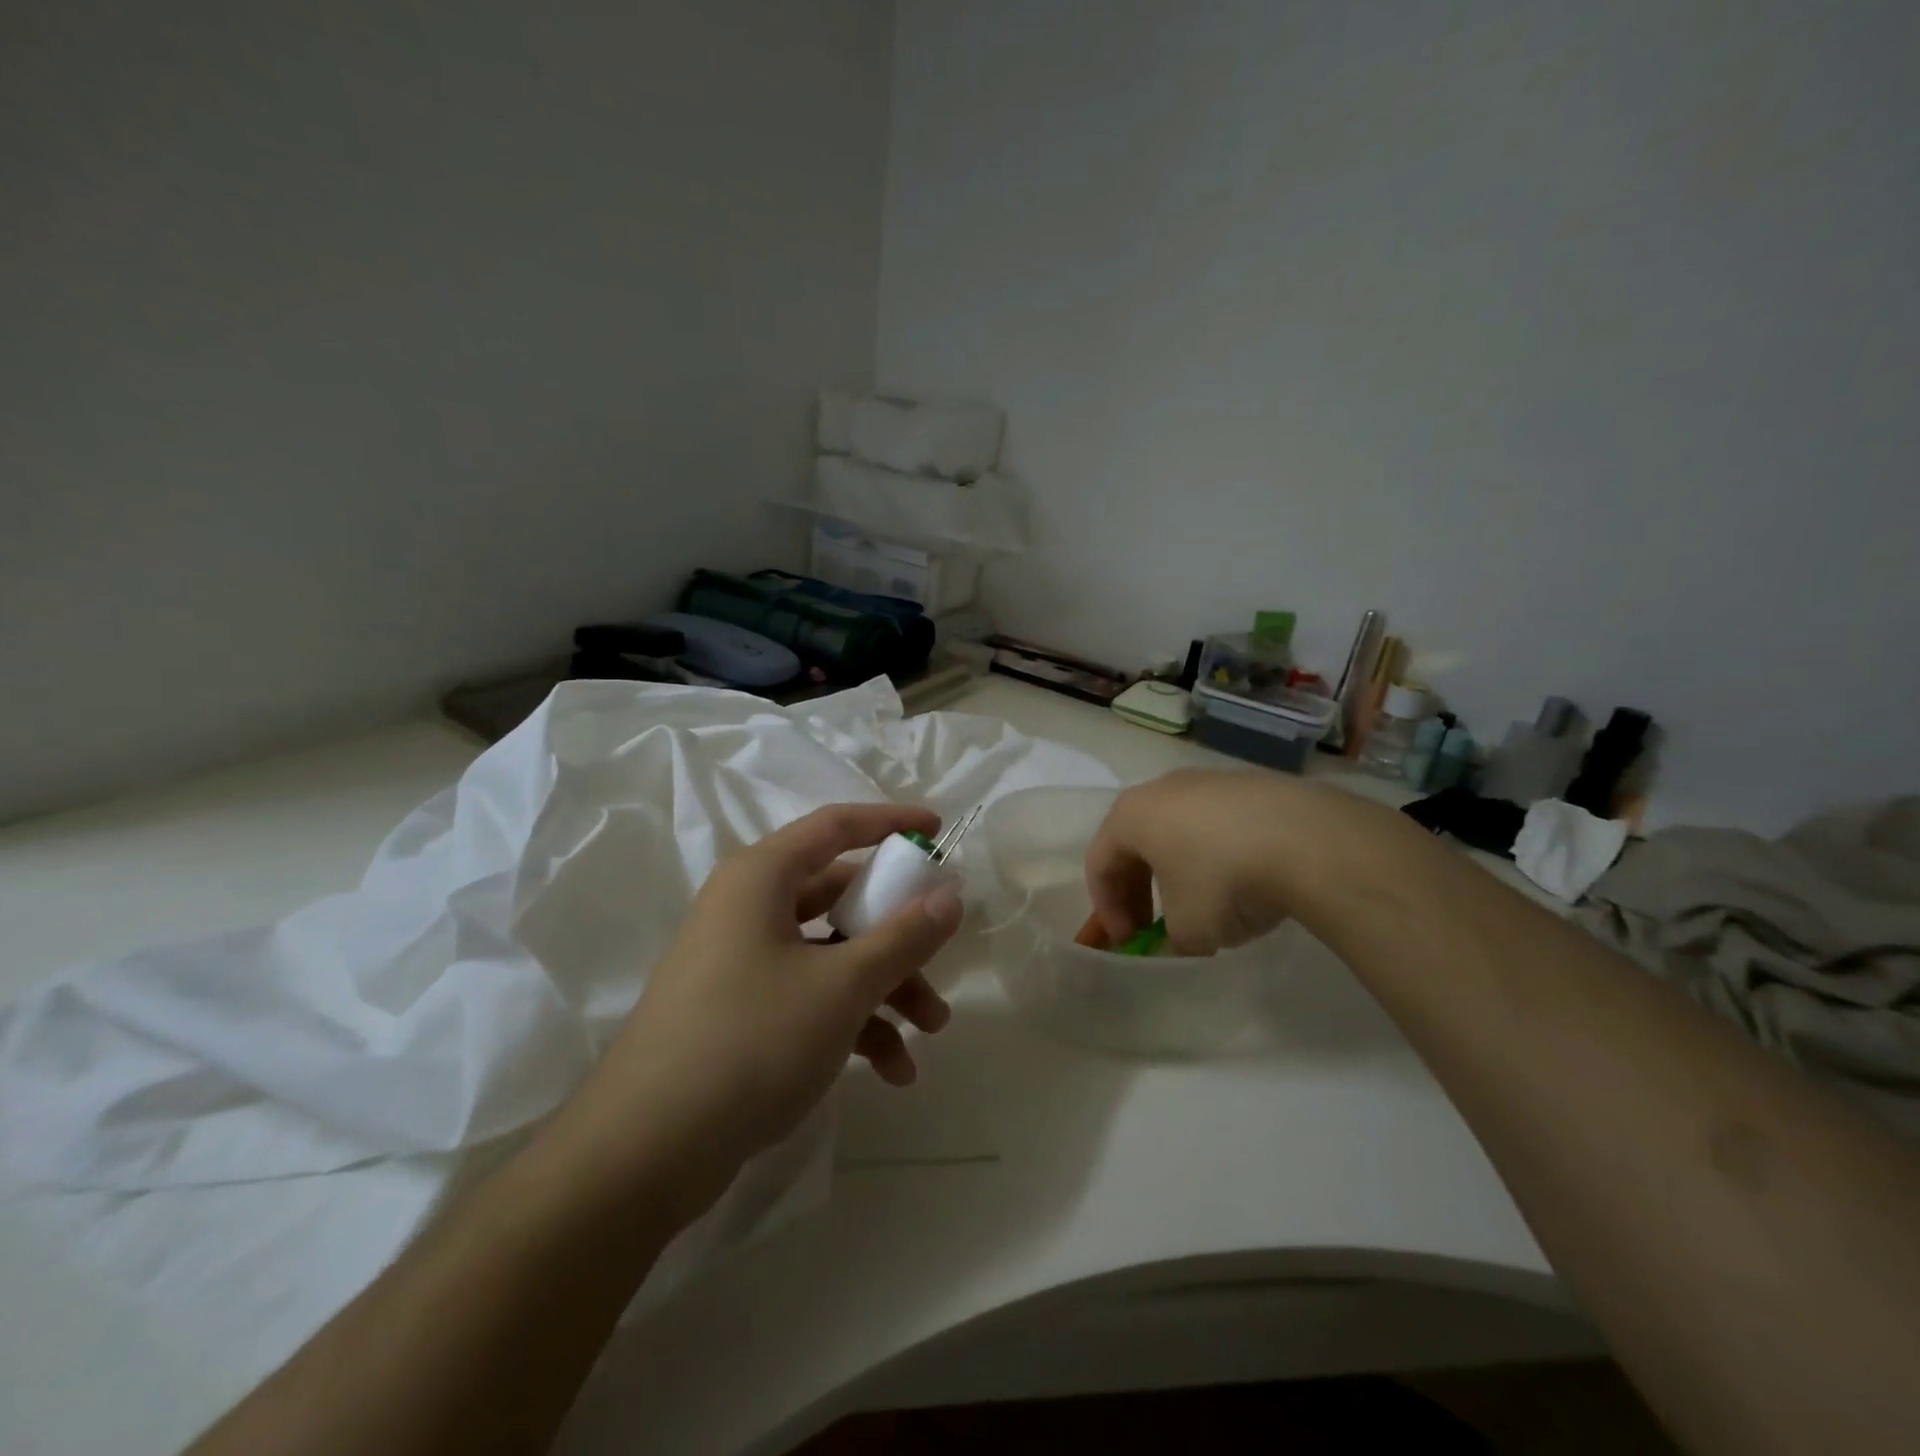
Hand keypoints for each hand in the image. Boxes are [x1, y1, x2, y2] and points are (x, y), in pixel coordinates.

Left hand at [564, 803, 963, 1215]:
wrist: (645, 1152)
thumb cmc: (751, 1040)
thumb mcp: (842, 986)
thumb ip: (903, 937)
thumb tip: (951, 894)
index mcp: (761, 877)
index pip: (836, 826)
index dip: (891, 822)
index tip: (939, 829)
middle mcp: (749, 907)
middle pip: (841, 897)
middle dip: (899, 933)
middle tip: (943, 956)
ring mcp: (742, 960)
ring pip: (831, 953)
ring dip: (885, 987)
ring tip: (931, 1031)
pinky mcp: (740, 1010)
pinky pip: (809, 995)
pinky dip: (852, 1021)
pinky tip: (892, 1069)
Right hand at [1086, 768, 1319, 955]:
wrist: (1309, 840)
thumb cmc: (1225, 881)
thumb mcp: (1188, 930)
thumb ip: (1170, 941)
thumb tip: (1178, 944)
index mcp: (1131, 815)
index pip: (1099, 863)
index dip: (1107, 909)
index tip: (1128, 943)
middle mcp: (1163, 788)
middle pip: (1135, 842)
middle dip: (1138, 889)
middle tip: (1152, 927)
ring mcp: (1209, 781)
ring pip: (1176, 829)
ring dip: (1177, 870)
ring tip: (1201, 904)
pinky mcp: (1251, 784)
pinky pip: (1216, 823)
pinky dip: (1215, 853)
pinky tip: (1242, 881)